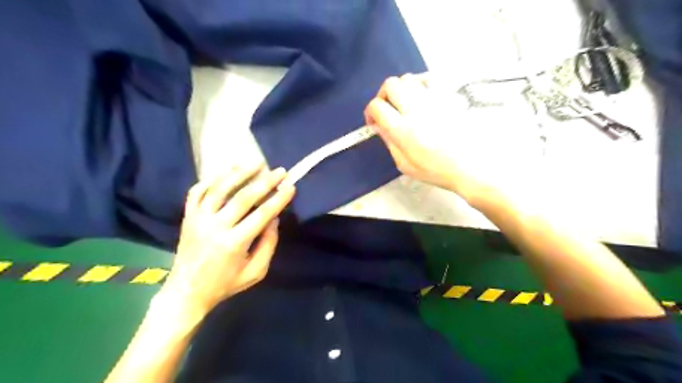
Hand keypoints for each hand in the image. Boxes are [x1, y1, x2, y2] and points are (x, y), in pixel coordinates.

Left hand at [161, 163, 299, 316]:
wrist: (186, 292)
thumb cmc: (225, 284)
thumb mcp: (255, 272)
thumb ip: (268, 245)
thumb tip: (274, 220)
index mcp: (234, 243)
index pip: (262, 215)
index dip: (278, 199)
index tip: (291, 186)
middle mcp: (215, 227)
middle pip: (243, 198)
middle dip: (265, 182)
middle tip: (280, 171)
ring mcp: (198, 219)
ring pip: (219, 189)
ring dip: (239, 173)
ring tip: (256, 162)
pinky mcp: (187, 217)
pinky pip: (197, 192)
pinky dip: (211, 179)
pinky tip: (225, 172)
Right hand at [364, 71, 541, 209]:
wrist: (471, 166)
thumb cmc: (436, 170)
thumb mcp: (405, 164)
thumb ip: (389, 142)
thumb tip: (379, 126)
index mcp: (403, 130)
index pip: (377, 106)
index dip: (370, 112)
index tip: (374, 121)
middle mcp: (416, 109)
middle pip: (390, 85)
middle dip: (383, 96)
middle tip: (388, 109)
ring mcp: (434, 99)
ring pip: (408, 78)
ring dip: (400, 89)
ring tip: (405, 103)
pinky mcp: (448, 95)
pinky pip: (429, 77)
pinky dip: (419, 83)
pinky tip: (421, 96)